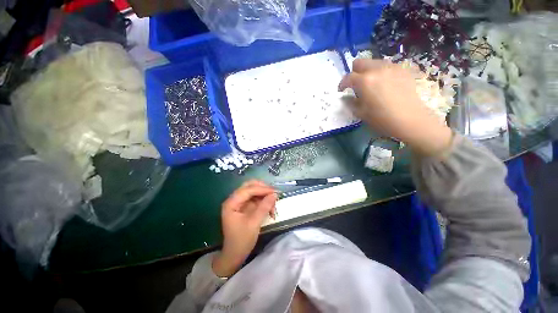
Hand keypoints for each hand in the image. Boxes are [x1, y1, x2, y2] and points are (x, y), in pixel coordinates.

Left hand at [213, 180, 276, 276]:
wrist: (234, 255)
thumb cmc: (241, 241)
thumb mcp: (254, 223)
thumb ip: (264, 207)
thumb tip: (275, 194)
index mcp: (231, 203)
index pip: (247, 190)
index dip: (262, 189)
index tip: (275, 192)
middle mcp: (234, 199)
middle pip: (249, 186)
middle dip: (263, 188)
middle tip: (274, 194)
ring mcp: (239, 202)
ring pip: (254, 191)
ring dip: (264, 195)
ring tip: (273, 203)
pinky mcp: (245, 206)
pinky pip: (255, 198)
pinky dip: (263, 200)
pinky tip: (270, 207)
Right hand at [339, 59, 451, 155]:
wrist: (410, 119)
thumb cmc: (381, 119)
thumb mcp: (361, 113)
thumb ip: (350, 102)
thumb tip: (345, 97)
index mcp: (364, 81)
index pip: (348, 77)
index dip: (342, 84)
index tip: (341, 91)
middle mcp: (377, 69)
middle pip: (360, 62)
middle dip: (354, 73)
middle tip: (355, 85)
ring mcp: (391, 67)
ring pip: (373, 62)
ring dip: (368, 71)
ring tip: (371, 84)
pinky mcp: (402, 69)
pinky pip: (387, 66)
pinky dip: (381, 72)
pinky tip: (384, 84)